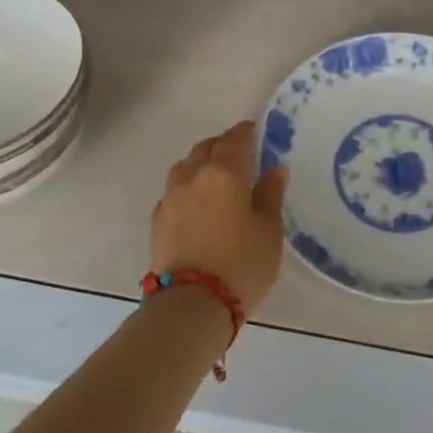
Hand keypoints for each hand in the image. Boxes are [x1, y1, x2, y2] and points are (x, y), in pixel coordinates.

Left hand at [150, 121, 288, 316]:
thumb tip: (275, 169)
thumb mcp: (269, 229)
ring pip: (184, 168)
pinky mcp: (158, 222)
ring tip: (213, 172)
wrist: (192, 303)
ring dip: (199, 163)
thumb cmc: (241, 262)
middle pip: (204, 150)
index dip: (244, 132)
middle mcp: (192, 178)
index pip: (233, 141)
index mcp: (222, 173)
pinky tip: (195, 201)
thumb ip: (270, 194)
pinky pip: (173, 192)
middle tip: (236, 150)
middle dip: (220, 145)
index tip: (253, 128)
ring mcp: (170, 200)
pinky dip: (186, 187)